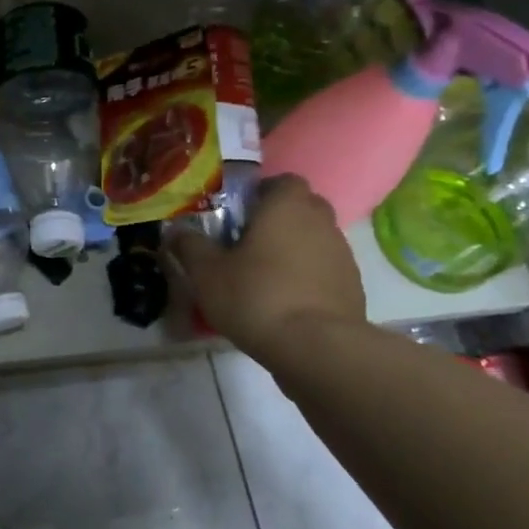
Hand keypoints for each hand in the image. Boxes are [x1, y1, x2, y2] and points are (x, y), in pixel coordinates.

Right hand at [168, 174, 365, 351]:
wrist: (315, 347)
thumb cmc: (255, 296)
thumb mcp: (206, 273)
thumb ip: (190, 246)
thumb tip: (177, 231)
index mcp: (286, 206)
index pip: (282, 181)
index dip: (262, 193)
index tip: (240, 214)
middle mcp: (320, 221)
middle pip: (301, 208)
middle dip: (278, 219)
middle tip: (248, 243)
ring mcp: (342, 254)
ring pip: (314, 239)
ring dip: (294, 249)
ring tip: (265, 277)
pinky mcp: (352, 286)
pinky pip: (325, 269)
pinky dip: (308, 277)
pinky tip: (286, 301)